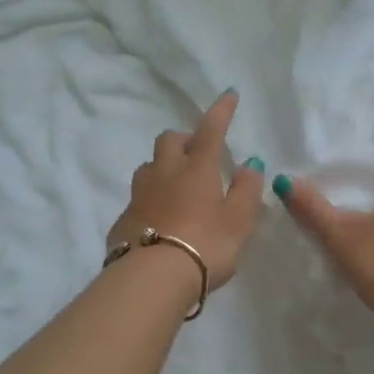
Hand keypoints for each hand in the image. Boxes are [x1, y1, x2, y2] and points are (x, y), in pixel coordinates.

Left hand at [107, 89, 267, 291]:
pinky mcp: (123, 219)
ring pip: (148, 166)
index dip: (221, 111)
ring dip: (163, 167)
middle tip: (198, 154)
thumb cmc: (205, 246)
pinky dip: (151, 200)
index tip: (229, 94)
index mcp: (197, 169)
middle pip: (168, 140)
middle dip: (183, 139)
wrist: (152, 279)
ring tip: (177, 186)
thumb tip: (249, 163)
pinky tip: (160, 220)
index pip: (211, 130)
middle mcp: (165, 173)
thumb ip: (247, 190)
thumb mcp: (239, 221)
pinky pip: (138, 199)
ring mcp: (139, 195)